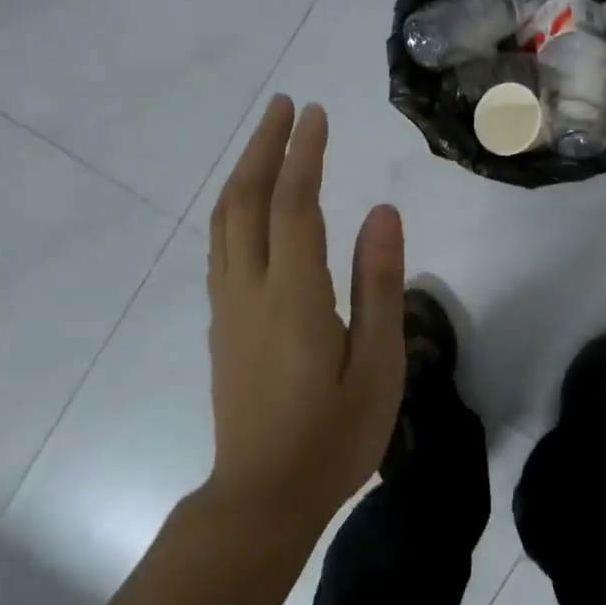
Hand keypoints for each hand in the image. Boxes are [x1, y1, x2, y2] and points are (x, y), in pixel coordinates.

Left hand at [205, 95, 406, 534]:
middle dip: (264, 146)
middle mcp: (251, 289)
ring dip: (244, 170)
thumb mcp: (377, 366)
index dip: (304, 153)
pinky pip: (221, 245)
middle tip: (285, 105)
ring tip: (267, 137)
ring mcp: (229, 305)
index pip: (294, 204)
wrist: (262, 499)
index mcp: (294, 297)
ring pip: (225, 220)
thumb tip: (383, 212)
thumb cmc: (333, 436)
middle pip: (246, 199)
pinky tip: (251, 201)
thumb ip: (380, 285)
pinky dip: (235, 206)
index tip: (316, 113)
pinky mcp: (223, 322)